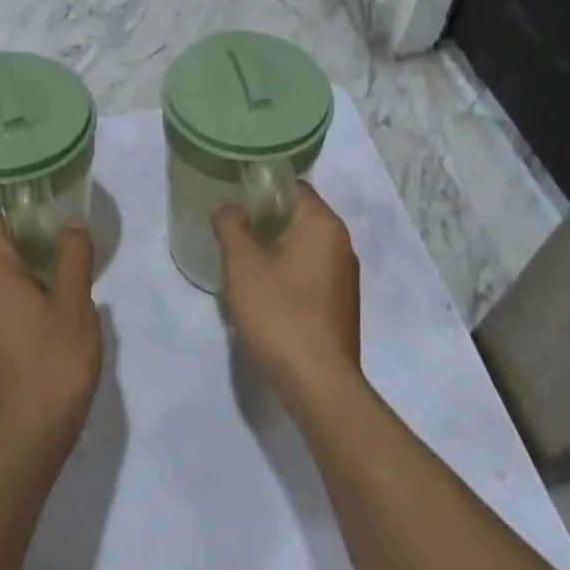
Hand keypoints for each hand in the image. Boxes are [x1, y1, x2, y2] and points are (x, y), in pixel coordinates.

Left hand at [0, 216, 100, 453]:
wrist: (25, 438)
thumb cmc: (53, 360)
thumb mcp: (75, 303)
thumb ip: (73, 256)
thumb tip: (70, 221)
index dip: (21, 216)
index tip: (49, 216)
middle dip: (29, 252)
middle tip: (67, 257)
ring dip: (25, 284)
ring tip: (63, 293)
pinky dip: (16, 309)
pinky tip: (46, 327)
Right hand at [213, 183, 360, 404]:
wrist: (318, 382)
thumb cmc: (279, 313)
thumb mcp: (243, 265)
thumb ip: (231, 226)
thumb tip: (225, 203)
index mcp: (324, 225)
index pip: (293, 187)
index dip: (261, 189)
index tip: (233, 201)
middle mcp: (341, 244)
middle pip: (298, 216)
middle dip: (264, 222)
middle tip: (231, 233)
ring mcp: (344, 277)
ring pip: (303, 248)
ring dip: (273, 250)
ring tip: (240, 265)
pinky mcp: (341, 305)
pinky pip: (309, 274)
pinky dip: (286, 274)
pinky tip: (262, 295)